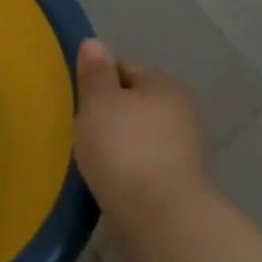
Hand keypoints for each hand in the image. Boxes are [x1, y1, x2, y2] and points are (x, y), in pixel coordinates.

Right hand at [72, 38, 210, 229]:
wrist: (159, 218)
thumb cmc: (124, 148)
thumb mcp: (98, 102)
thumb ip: (95, 72)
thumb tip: (94, 43)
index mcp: (165, 85)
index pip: (125, 67)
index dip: (97, 79)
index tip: (77, 100)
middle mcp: (182, 112)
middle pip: (134, 101)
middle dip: (108, 112)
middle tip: (81, 127)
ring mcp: (184, 150)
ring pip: (138, 133)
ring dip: (117, 141)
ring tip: (91, 155)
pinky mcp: (178, 183)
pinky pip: (143, 163)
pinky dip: (126, 166)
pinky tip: (108, 177)